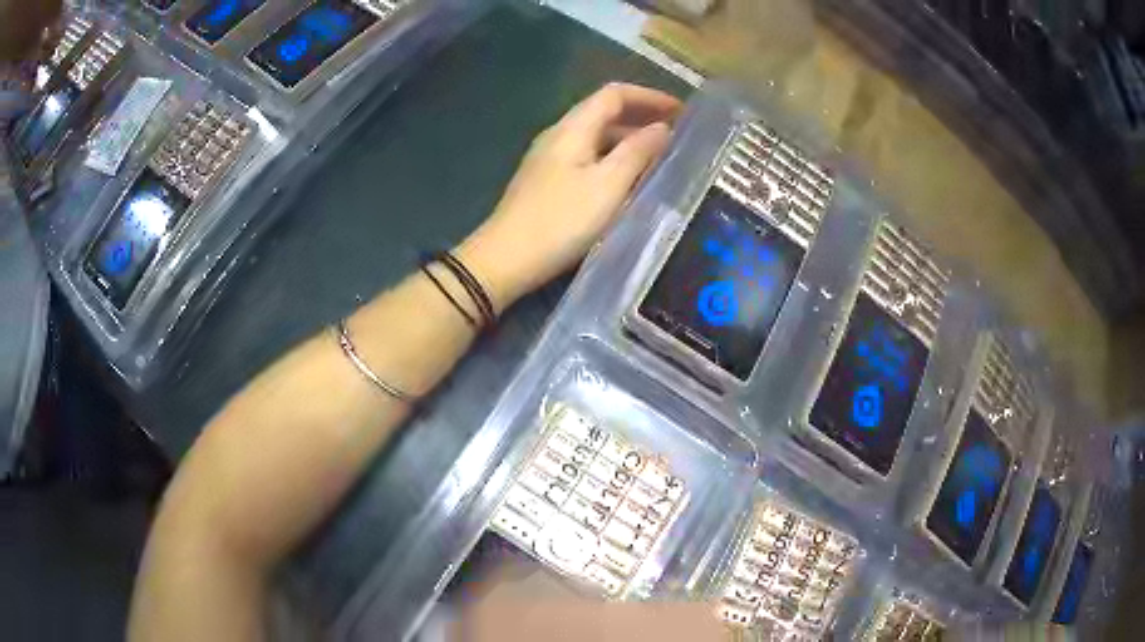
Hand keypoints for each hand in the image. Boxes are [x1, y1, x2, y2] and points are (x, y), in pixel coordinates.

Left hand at [456, 83, 681, 312]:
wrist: (506, 259)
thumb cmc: (561, 220)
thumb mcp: (608, 185)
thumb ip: (638, 152)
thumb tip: (663, 128)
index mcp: (573, 128)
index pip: (614, 94)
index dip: (649, 96)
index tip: (682, 111)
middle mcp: (559, 135)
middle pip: (604, 113)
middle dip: (642, 118)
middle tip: (677, 136)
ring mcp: (550, 159)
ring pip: (597, 138)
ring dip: (629, 141)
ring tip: (661, 158)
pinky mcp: (547, 182)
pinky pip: (588, 159)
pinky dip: (613, 160)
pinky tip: (628, 181)